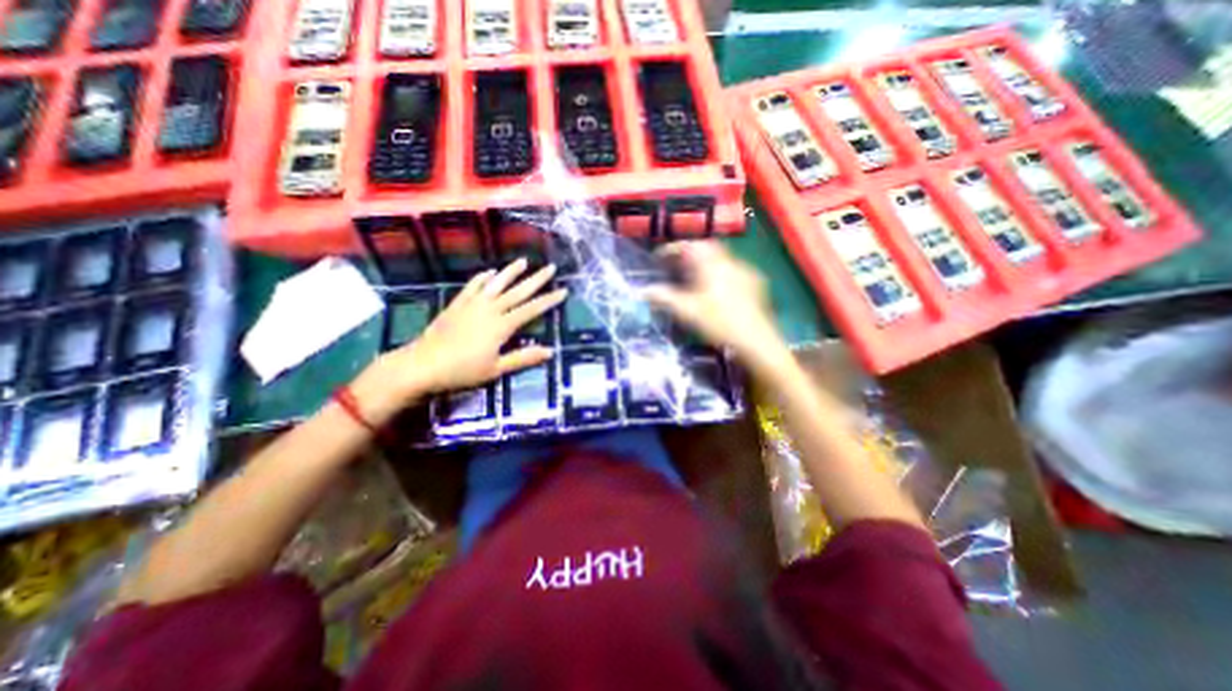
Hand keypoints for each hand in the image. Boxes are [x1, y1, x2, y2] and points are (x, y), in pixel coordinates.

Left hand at [349, 258, 563, 422]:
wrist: (421, 365)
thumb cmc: (462, 371)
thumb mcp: (496, 369)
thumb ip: (523, 358)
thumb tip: (550, 351)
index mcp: (502, 326)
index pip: (531, 310)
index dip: (549, 300)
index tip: (563, 290)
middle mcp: (490, 310)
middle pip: (517, 292)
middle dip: (536, 279)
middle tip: (551, 267)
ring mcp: (472, 305)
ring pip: (496, 284)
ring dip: (511, 272)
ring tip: (523, 261)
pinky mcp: (457, 305)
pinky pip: (472, 287)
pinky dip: (482, 278)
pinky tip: (489, 272)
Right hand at [647, 239, 788, 375]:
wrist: (756, 340)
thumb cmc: (719, 323)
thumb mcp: (687, 311)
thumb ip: (664, 298)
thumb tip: (644, 291)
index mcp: (712, 264)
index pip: (689, 246)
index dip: (672, 249)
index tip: (659, 257)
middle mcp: (730, 262)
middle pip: (707, 248)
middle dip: (689, 253)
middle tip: (675, 265)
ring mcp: (746, 272)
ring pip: (721, 259)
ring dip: (705, 263)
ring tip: (693, 277)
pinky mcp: (756, 285)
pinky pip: (733, 271)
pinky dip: (719, 274)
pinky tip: (717, 289)